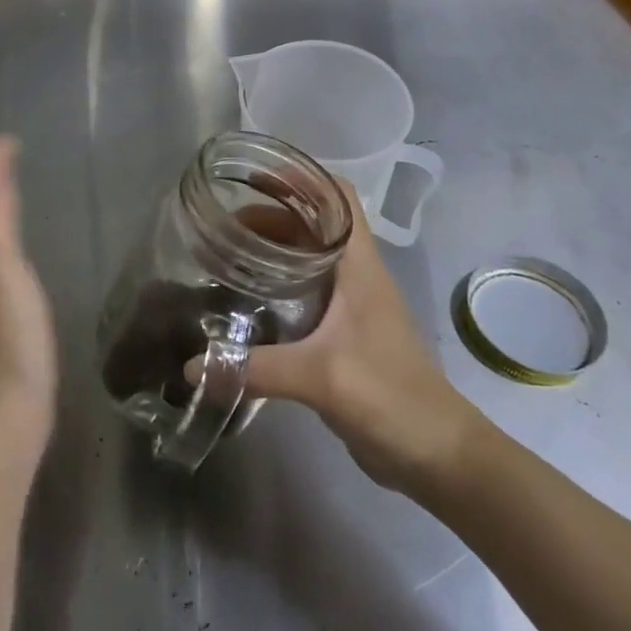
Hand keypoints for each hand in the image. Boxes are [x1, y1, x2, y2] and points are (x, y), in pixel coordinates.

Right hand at [231, 187, 480, 494]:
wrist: (437, 453)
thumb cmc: (389, 396)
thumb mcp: (319, 376)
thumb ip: (256, 369)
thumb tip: (193, 365)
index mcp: (359, 265)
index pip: (337, 196)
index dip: (300, 178)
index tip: (254, 177)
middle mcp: (355, 275)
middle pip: (314, 224)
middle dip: (271, 216)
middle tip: (224, 226)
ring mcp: (351, 305)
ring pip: (309, 258)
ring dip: (273, 251)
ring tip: (228, 255)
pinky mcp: (344, 334)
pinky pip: (306, 293)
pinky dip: (278, 285)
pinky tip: (248, 302)